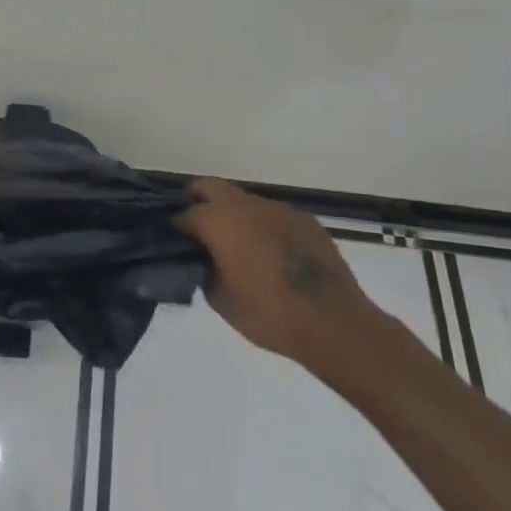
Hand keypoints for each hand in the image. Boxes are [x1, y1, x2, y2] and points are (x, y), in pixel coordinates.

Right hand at [177, 178, 388, 380]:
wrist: (334, 323)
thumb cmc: (269, 314)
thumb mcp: (220, 300)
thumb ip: (204, 270)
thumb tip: (203, 260)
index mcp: (219, 221)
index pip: (186, 214)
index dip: (177, 229)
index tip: (176, 245)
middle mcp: (246, 205)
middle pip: (211, 188)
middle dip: (199, 201)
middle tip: (198, 230)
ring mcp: (279, 209)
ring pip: (244, 201)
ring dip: (234, 215)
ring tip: (238, 247)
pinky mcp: (306, 220)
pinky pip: (273, 216)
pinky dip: (264, 227)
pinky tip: (272, 255)